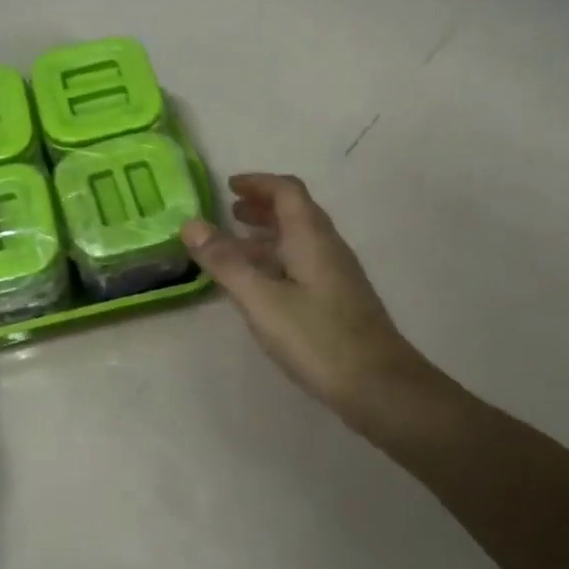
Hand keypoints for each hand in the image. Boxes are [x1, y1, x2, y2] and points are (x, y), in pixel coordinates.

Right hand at [183, 174, 431, 436]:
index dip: (258, 183)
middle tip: (230, 211)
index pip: (287, 191)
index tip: (229, 186)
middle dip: (262, 207)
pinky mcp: (338, 299)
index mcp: (311, 237)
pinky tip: (261, 284)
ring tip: (236, 245)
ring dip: (268, 234)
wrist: (378, 385)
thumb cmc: (317, 338)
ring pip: (299, 240)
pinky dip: (277, 260)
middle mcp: (327, 247)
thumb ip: (225, 262)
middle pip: (296, 212)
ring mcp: (337, 274)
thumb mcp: (261, 300)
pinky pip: (303, 263)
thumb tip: (190, 224)